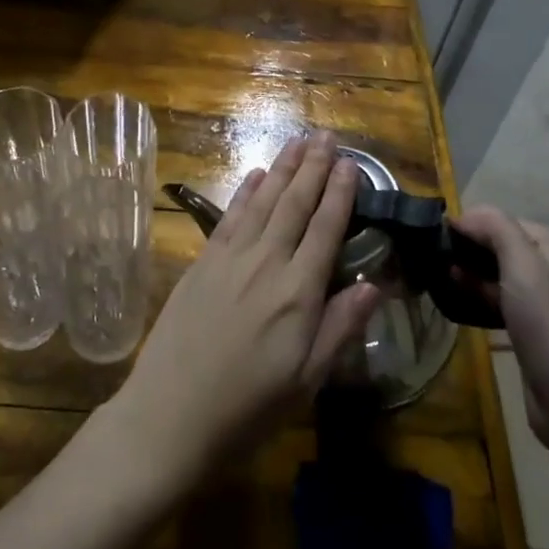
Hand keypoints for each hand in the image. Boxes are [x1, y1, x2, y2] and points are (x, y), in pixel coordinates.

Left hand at [103, 131, 382, 490]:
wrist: (171, 413)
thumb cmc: (249, 407)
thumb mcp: (307, 380)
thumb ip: (341, 327)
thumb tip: (377, 285)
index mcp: (298, 292)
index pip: (325, 229)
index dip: (340, 194)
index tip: (350, 164)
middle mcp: (266, 262)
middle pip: (294, 204)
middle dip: (313, 167)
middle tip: (326, 136)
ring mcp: (230, 258)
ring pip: (262, 201)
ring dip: (282, 169)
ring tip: (297, 142)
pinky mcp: (202, 261)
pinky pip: (229, 216)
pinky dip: (245, 191)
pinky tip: (255, 174)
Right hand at [451, 208, 548, 461]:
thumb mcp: (524, 266)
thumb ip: (496, 229)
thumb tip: (462, 217)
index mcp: (545, 246)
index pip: (496, 219)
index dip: (467, 223)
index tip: (436, 237)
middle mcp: (541, 268)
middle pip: (492, 245)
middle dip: (462, 247)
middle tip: (428, 257)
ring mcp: (533, 300)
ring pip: (489, 273)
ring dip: (464, 273)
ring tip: (433, 277)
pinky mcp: (522, 329)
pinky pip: (490, 301)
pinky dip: (471, 297)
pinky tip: (450, 302)